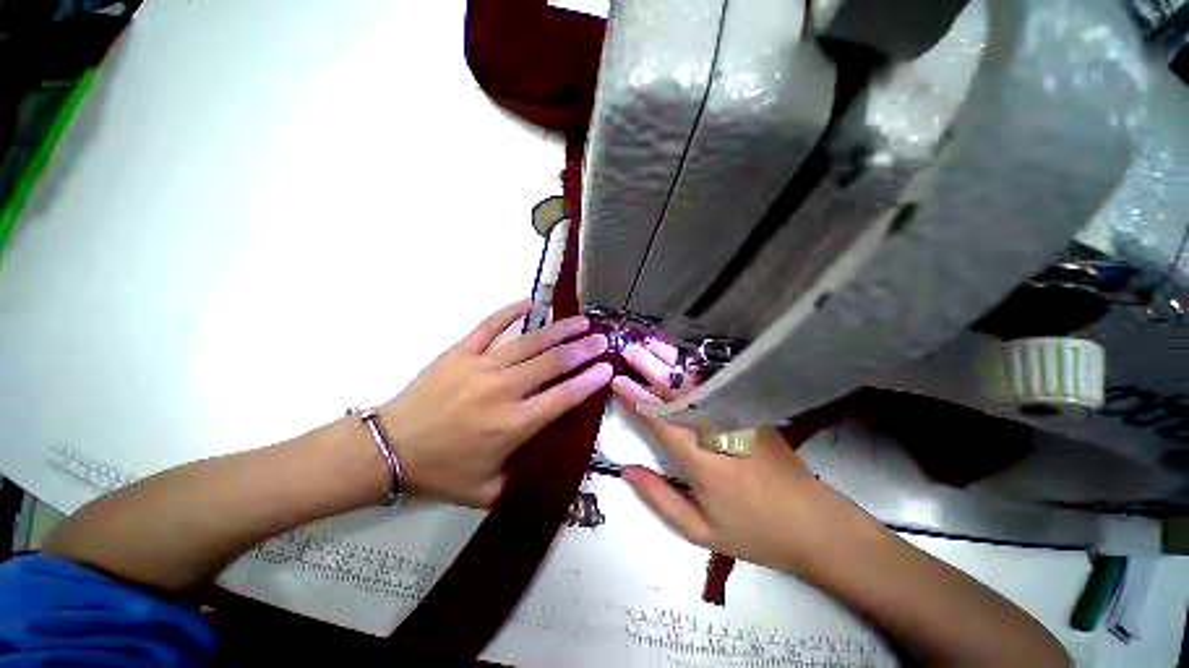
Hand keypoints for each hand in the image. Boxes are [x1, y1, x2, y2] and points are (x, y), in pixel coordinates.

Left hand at [379, 300, 611, 506]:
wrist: (390, 449)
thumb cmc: (443, 472)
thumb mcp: (489, 491)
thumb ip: (527, 479)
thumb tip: (559, 469)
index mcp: (513, 425)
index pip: (563, 396)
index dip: (589, 381)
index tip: (607, 368)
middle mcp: (503, 390)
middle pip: (553, 363)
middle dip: (583, 349)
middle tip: (602, 338)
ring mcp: (481, 366)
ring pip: (530, 342)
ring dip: (560, 330)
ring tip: (581, 321)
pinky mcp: (460, 352)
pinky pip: (491, 325)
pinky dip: (512, 311)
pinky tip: (532, 302)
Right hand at [613, 342, 876, 576]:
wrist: (814, 524)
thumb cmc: (753, 531)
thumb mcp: (700, 531)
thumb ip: (659, 499)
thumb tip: (626, 470)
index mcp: (701, 461)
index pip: (661, 421)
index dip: (637, 400)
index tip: (618, 382)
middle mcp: (718, 431)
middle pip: (679, 394)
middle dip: (651, 369)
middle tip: (630, 351)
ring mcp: (739, 419)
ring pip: (698, 384)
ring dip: (673, 362)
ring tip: (652, 344)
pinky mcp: (752, 414)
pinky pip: (718, 387)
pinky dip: (697, 370)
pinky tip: (685, 359)